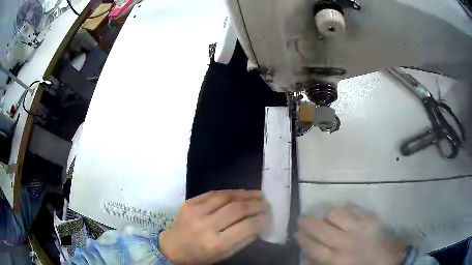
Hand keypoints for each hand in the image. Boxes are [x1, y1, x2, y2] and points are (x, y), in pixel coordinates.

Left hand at [159, 190, 269, 263]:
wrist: (172, 247)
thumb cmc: (200, 255)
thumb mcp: (224, 254)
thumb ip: (243, 240)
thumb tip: (259, 223)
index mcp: (216, 243)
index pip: (246, 227)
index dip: (261, 219)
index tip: (269, 215)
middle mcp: (205, 226)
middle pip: (237, 209)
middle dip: (256, 204)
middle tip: (266, 203)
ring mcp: (195, 211)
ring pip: (226, 197)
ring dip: (245, 194)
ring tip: (257, 194)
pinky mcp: (189, 202)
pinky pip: (213, 193)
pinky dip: (230, 192)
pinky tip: (239, 193)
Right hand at [298, 204, 405, 264]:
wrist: (388, 262)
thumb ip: (322, 263)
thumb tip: (308, 255)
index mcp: (335, 259)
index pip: (312, 246)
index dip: (303, 238)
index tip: (298, 233)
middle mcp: (345, 242)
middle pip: (320, 228)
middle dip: (307, 222)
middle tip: (303, 218)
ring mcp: (359, 228)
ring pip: (336, 214)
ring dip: (328, 214)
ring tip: (327, 217)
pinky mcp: (371, 219)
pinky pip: (354, 208)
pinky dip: (346, 207)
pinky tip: (345, 210)